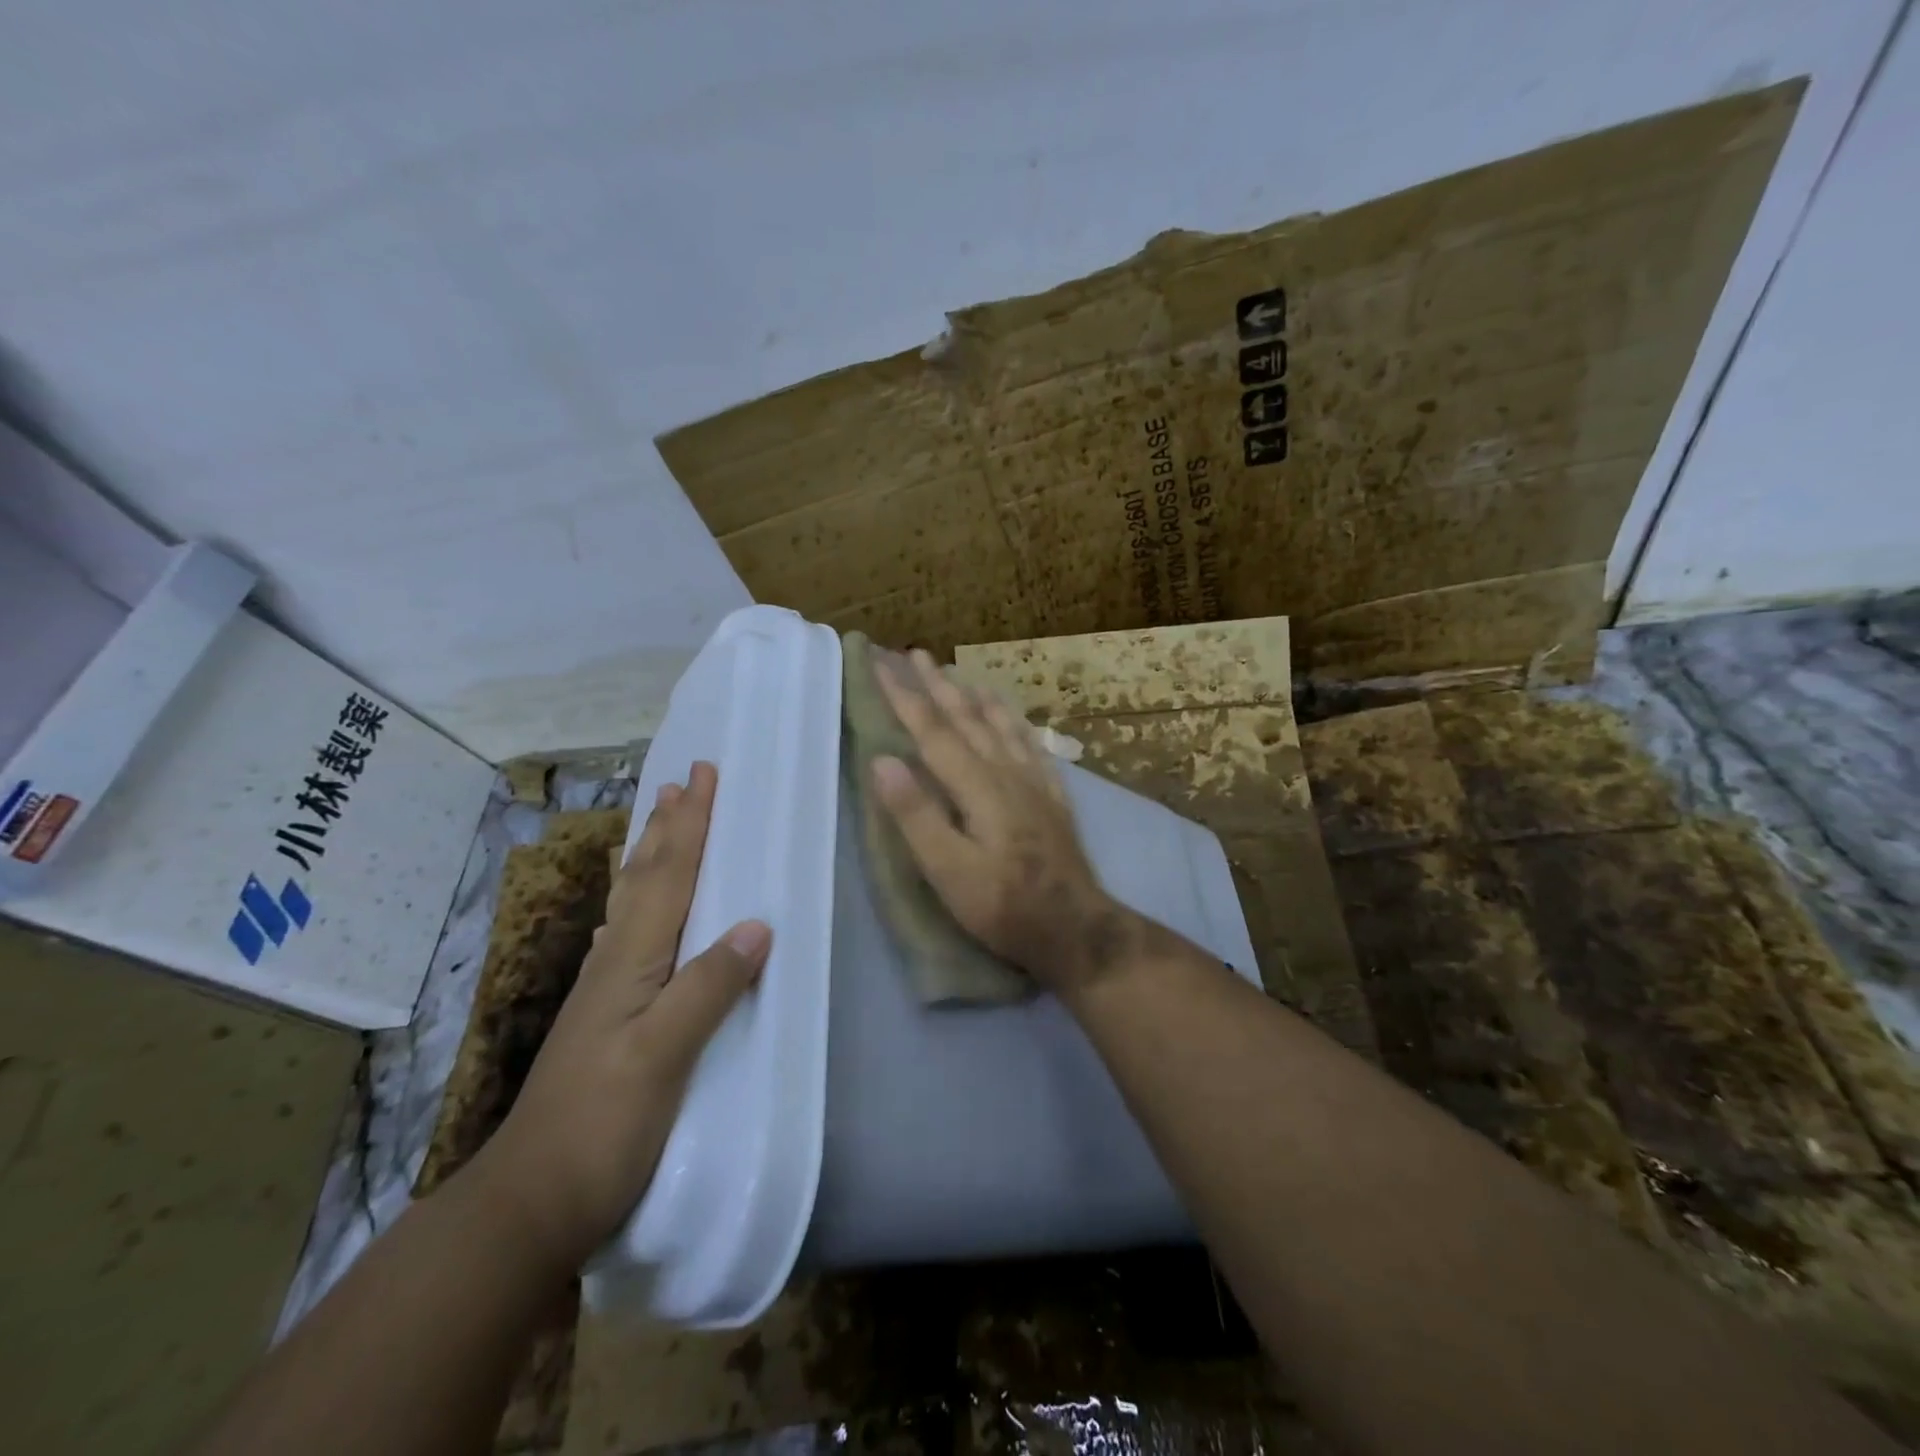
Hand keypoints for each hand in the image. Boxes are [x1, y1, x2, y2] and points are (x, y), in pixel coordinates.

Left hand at [470, 762, 770, 1269]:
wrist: (530, 1203)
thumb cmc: (601, 1125)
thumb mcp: (659, 1056)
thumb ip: (706, 987)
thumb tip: (756, 925)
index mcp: (631, 962)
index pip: (668, 877)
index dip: (689, 825)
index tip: (703, 776)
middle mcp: (615, 964)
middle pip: (645, 879)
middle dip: (668, 827)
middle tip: (680, 783)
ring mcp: (606, 992)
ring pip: (633, 904)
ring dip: (651, 858)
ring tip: (659, 825)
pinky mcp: (608, 1019)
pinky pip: (631, 936)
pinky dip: (640, 905)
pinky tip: (635, 914)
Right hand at [870, 649, 1136, 994]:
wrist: (1076, 928)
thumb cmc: (1004, 906)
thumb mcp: (949, 871)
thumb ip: (916, 815)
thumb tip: (883, 760)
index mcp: (977, 786)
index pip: (933, 731)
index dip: (905, 697)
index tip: (881, 663)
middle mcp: (1006, 772)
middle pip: (967, 719)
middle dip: (937, 685)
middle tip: (915, 654)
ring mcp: (1034, 782)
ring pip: (1000, 726)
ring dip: (975, 696)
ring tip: (959, 673)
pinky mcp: (1052, 798)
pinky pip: (1031, 746)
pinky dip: (1015, 724)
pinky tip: (1013, 719)